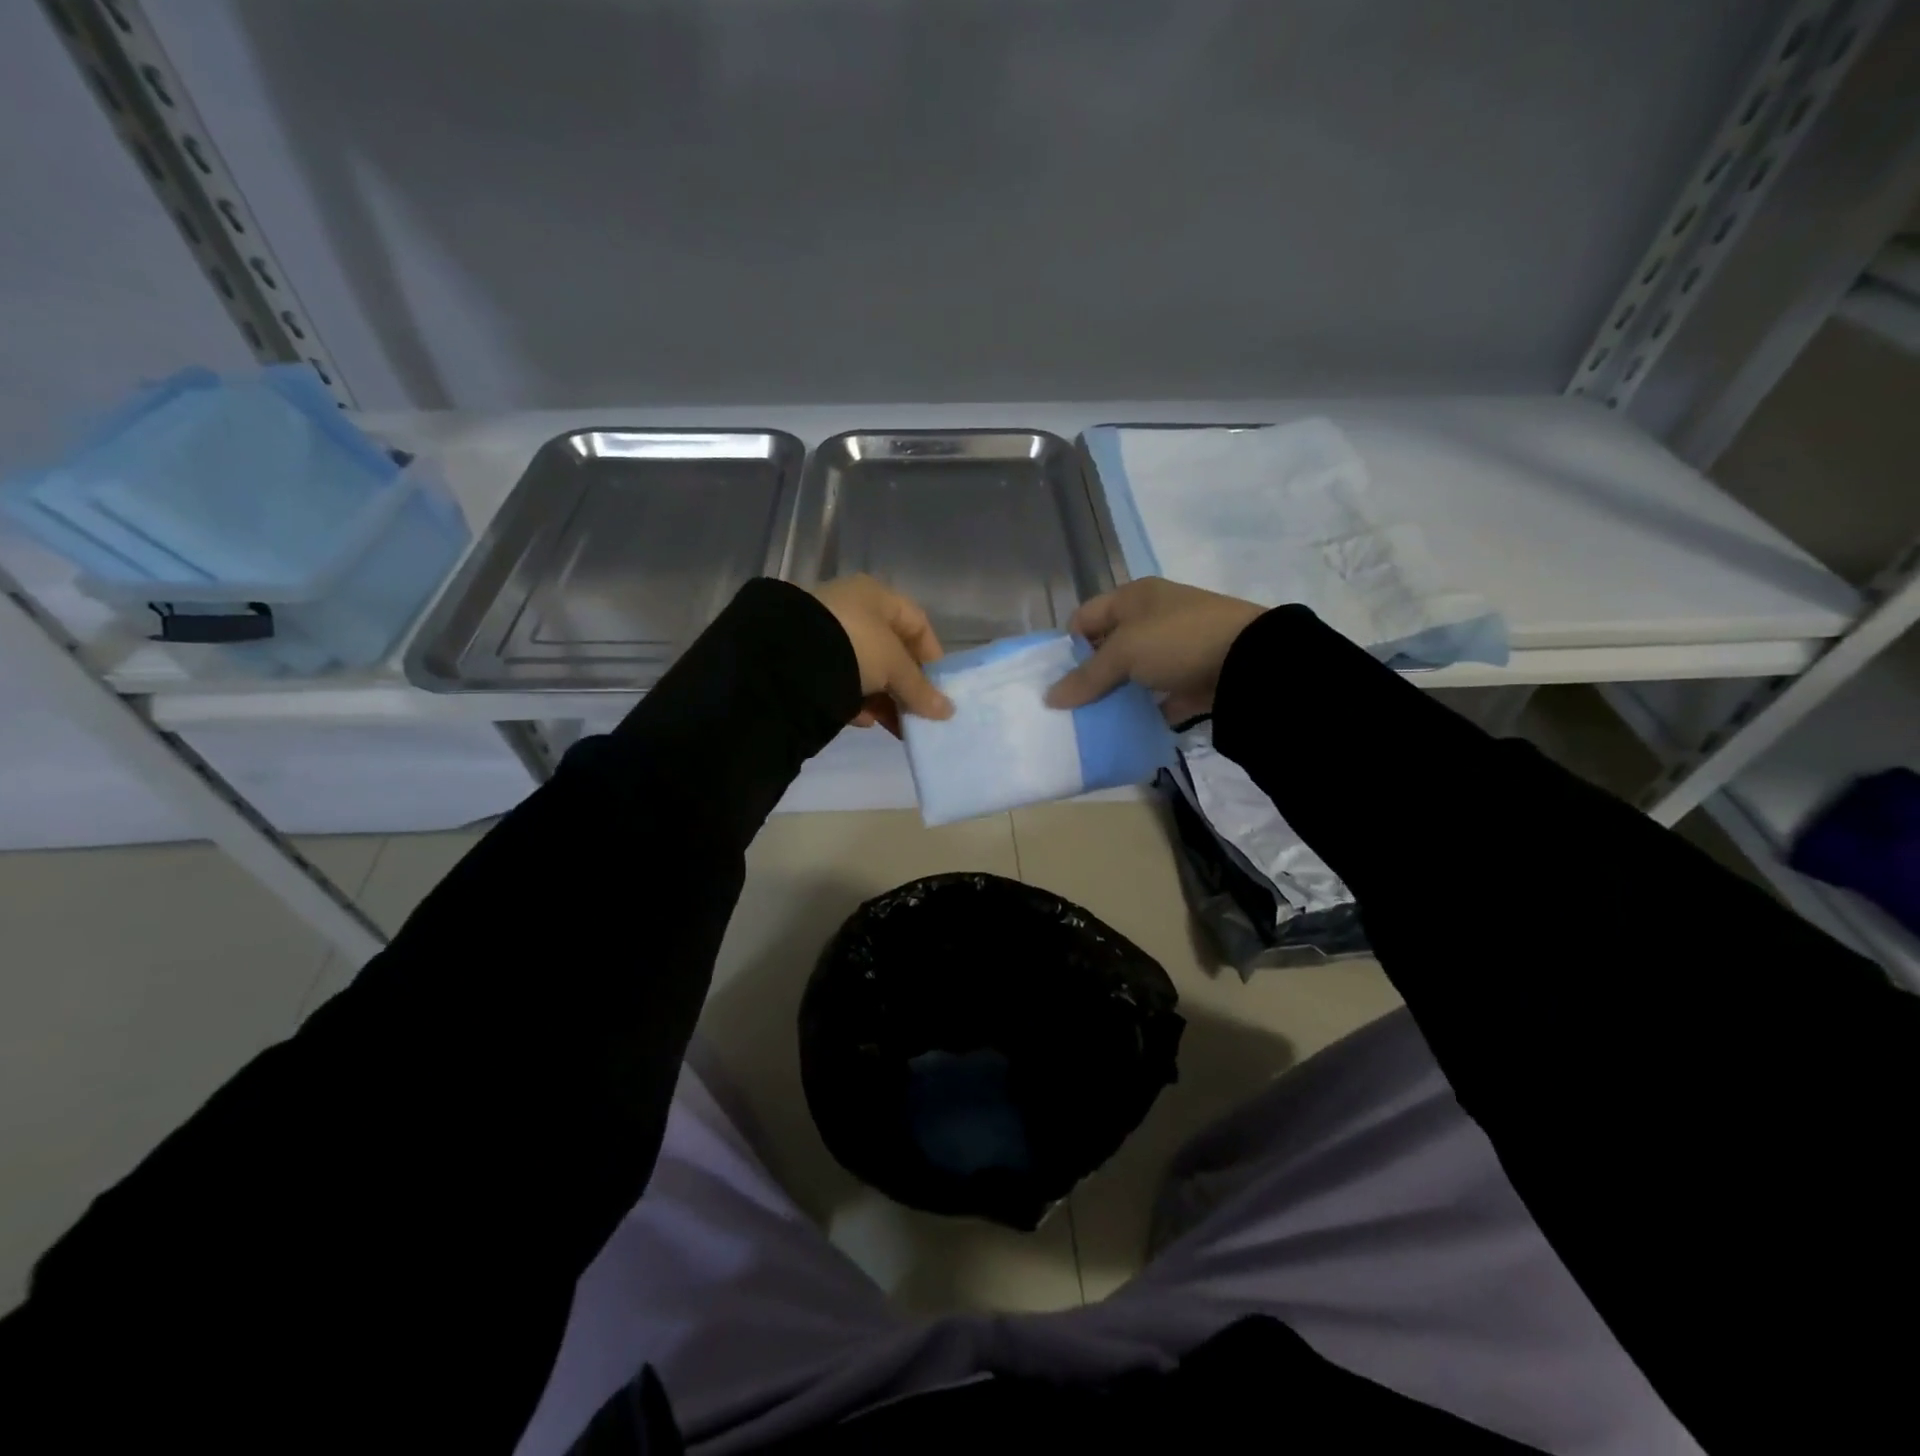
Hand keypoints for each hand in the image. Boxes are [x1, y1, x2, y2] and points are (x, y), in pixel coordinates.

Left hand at [812, 575, 954, 735]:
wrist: (787, 659)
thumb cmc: (855, 647)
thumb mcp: (894, 666)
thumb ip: (921, 689)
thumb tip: (948, 712)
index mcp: (876, 597)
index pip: (917, 623)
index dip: (932, 655)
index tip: (939, 687)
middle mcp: (852, 610)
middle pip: (891, 651)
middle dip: (906, 685)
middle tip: (918, 714)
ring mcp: (827, 634)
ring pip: (867, 669)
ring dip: (884, 698)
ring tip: (895, 726)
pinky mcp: (807, 660)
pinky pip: (841, 682)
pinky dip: (856, 702)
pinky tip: (864, 721)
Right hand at [1045, 577, 1264, 722]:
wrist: (1250, 661)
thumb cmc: (1177, 641)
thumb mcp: (1124, 653)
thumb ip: (1087, 677)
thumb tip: (1050, 698)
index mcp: (1135, 597)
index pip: (1086, 616)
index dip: (1068, 645)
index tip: (1057, 679)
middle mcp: (1154, 617)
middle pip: (1109, 646)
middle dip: (1090, 675)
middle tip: (1071, 706)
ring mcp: (1177, 648)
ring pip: (1134, 673)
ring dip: (1117, 695)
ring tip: (1094, 722)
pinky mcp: (1194, 677)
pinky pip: (1160, 696)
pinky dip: (1146, 712)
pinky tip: (1128, 730)